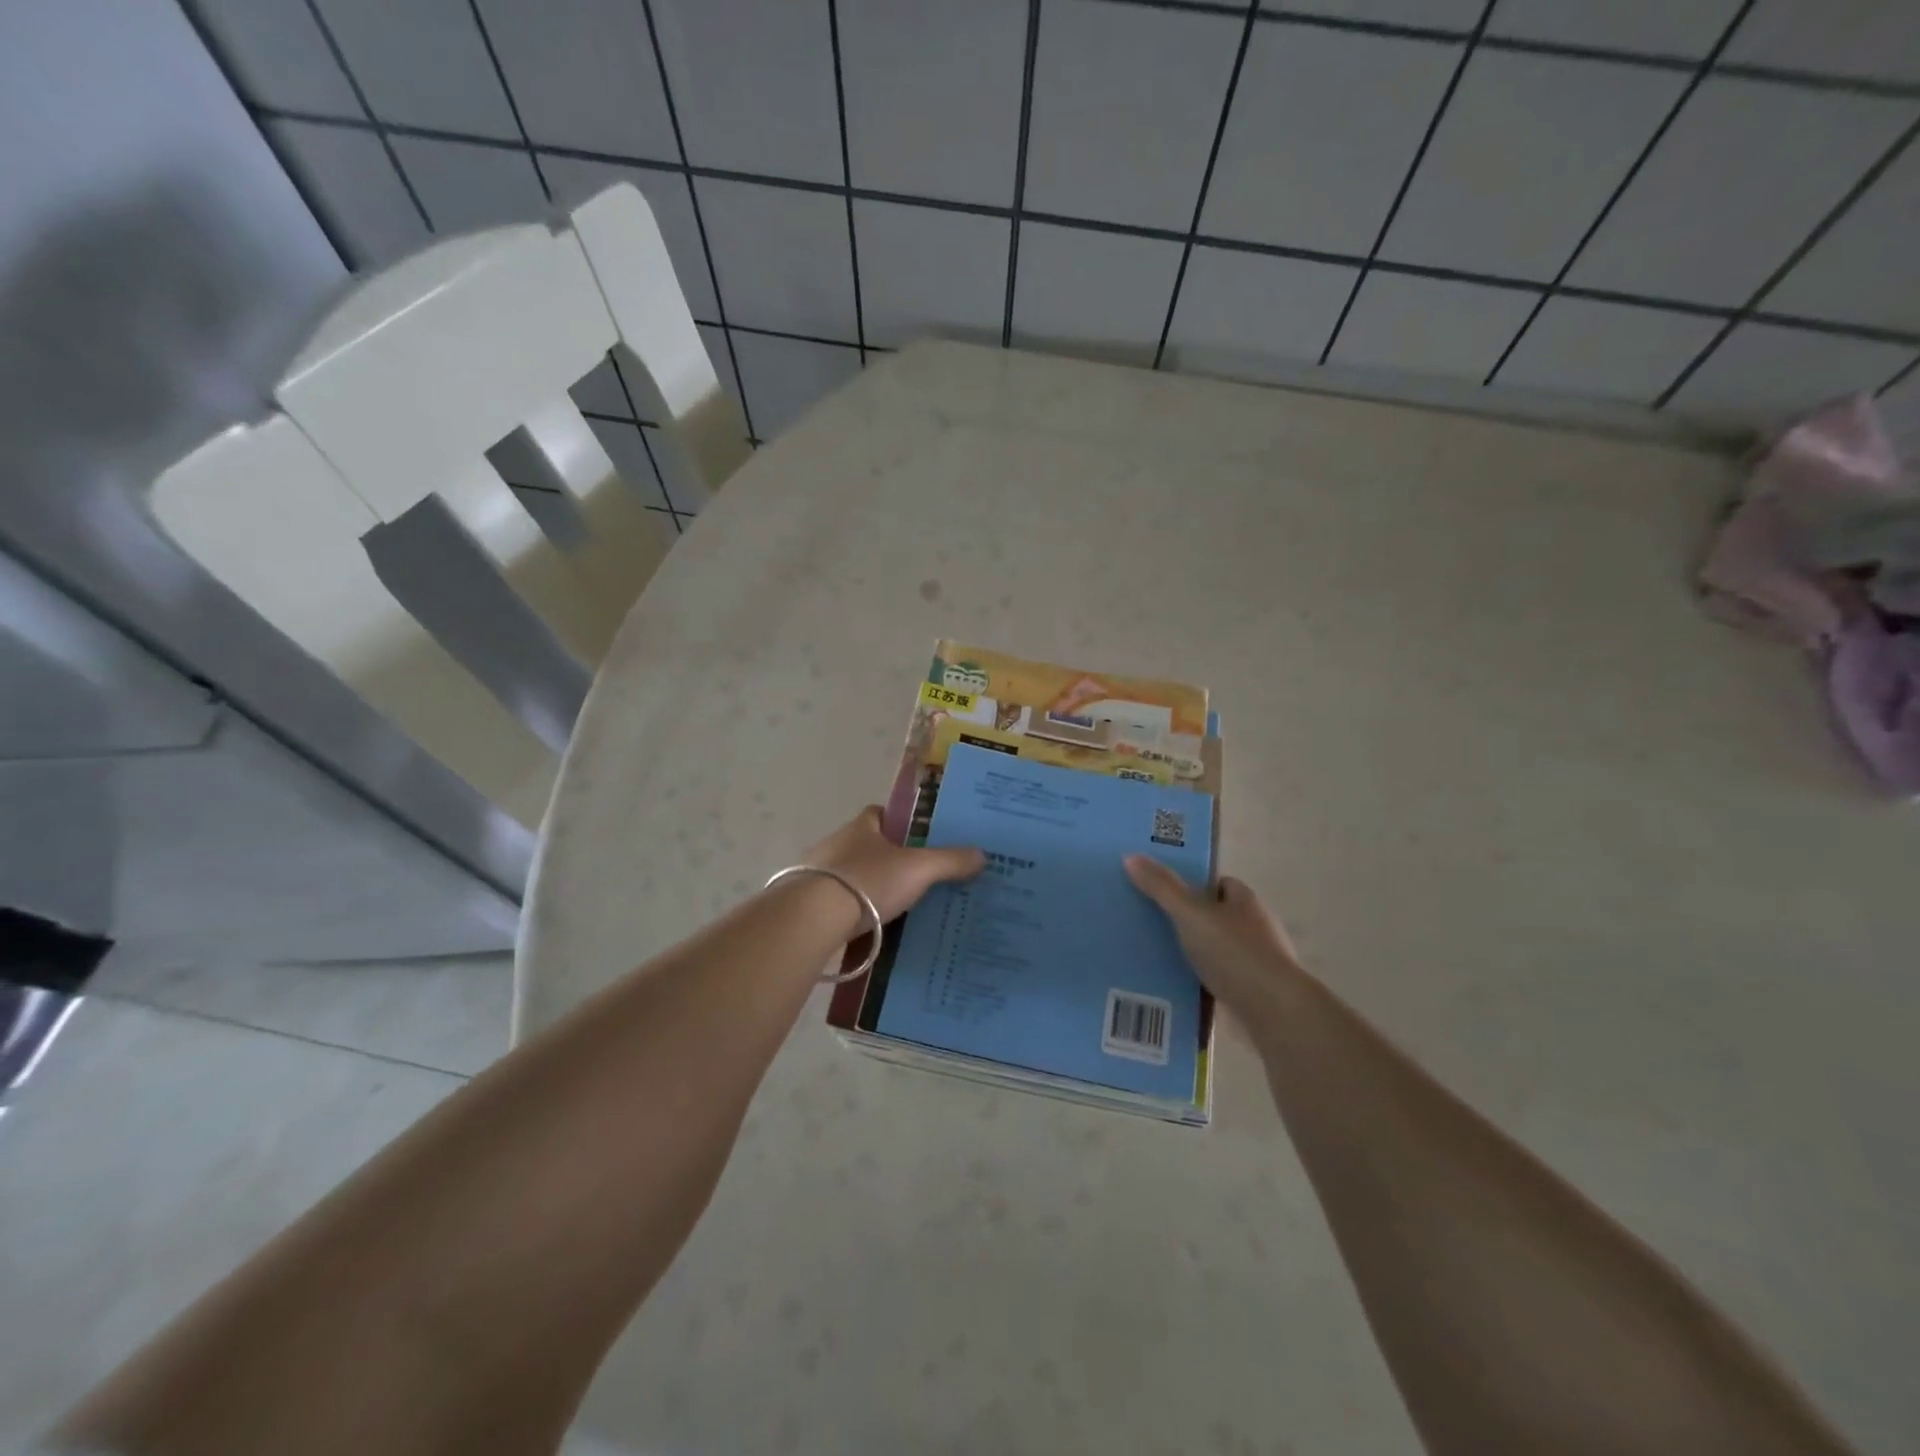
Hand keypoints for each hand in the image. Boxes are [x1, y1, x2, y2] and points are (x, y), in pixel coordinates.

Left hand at [804, 807, 985, 924]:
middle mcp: (836, 844)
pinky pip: (837, 904)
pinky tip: (869, 930)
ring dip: (868, 888)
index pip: (880, 814)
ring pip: (850, 876)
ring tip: (896, 908)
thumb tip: (982, 854)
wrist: (810, 918)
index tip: (918, 838)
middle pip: (866, 846)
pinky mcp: (806, 904)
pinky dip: (852, 913)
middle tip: (915, 878)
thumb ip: (949, 861)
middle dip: (887, 859)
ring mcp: (817, 875)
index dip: (899, 822)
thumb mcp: (918, 870)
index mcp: (862, 827)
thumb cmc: (866, 881)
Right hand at [1124, 857, 1306, 1022]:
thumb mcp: (1190, 914)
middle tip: (1148, 923)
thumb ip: (1162, 887)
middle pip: (1216, 917)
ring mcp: (1255, 963)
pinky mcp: (1251, 994)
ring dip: (1192, 954)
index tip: (1162, 891)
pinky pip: (1216, 981)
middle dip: (1188, 920)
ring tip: (1152, 956)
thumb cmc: (1235, 953)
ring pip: (1215, 951)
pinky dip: (1198, 984)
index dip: (1194, 885)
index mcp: (1245, 902)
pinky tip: (1172, 988)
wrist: (1274, 1012)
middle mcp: (1254, 928)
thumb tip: (1130, 856)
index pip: (1220, 884)